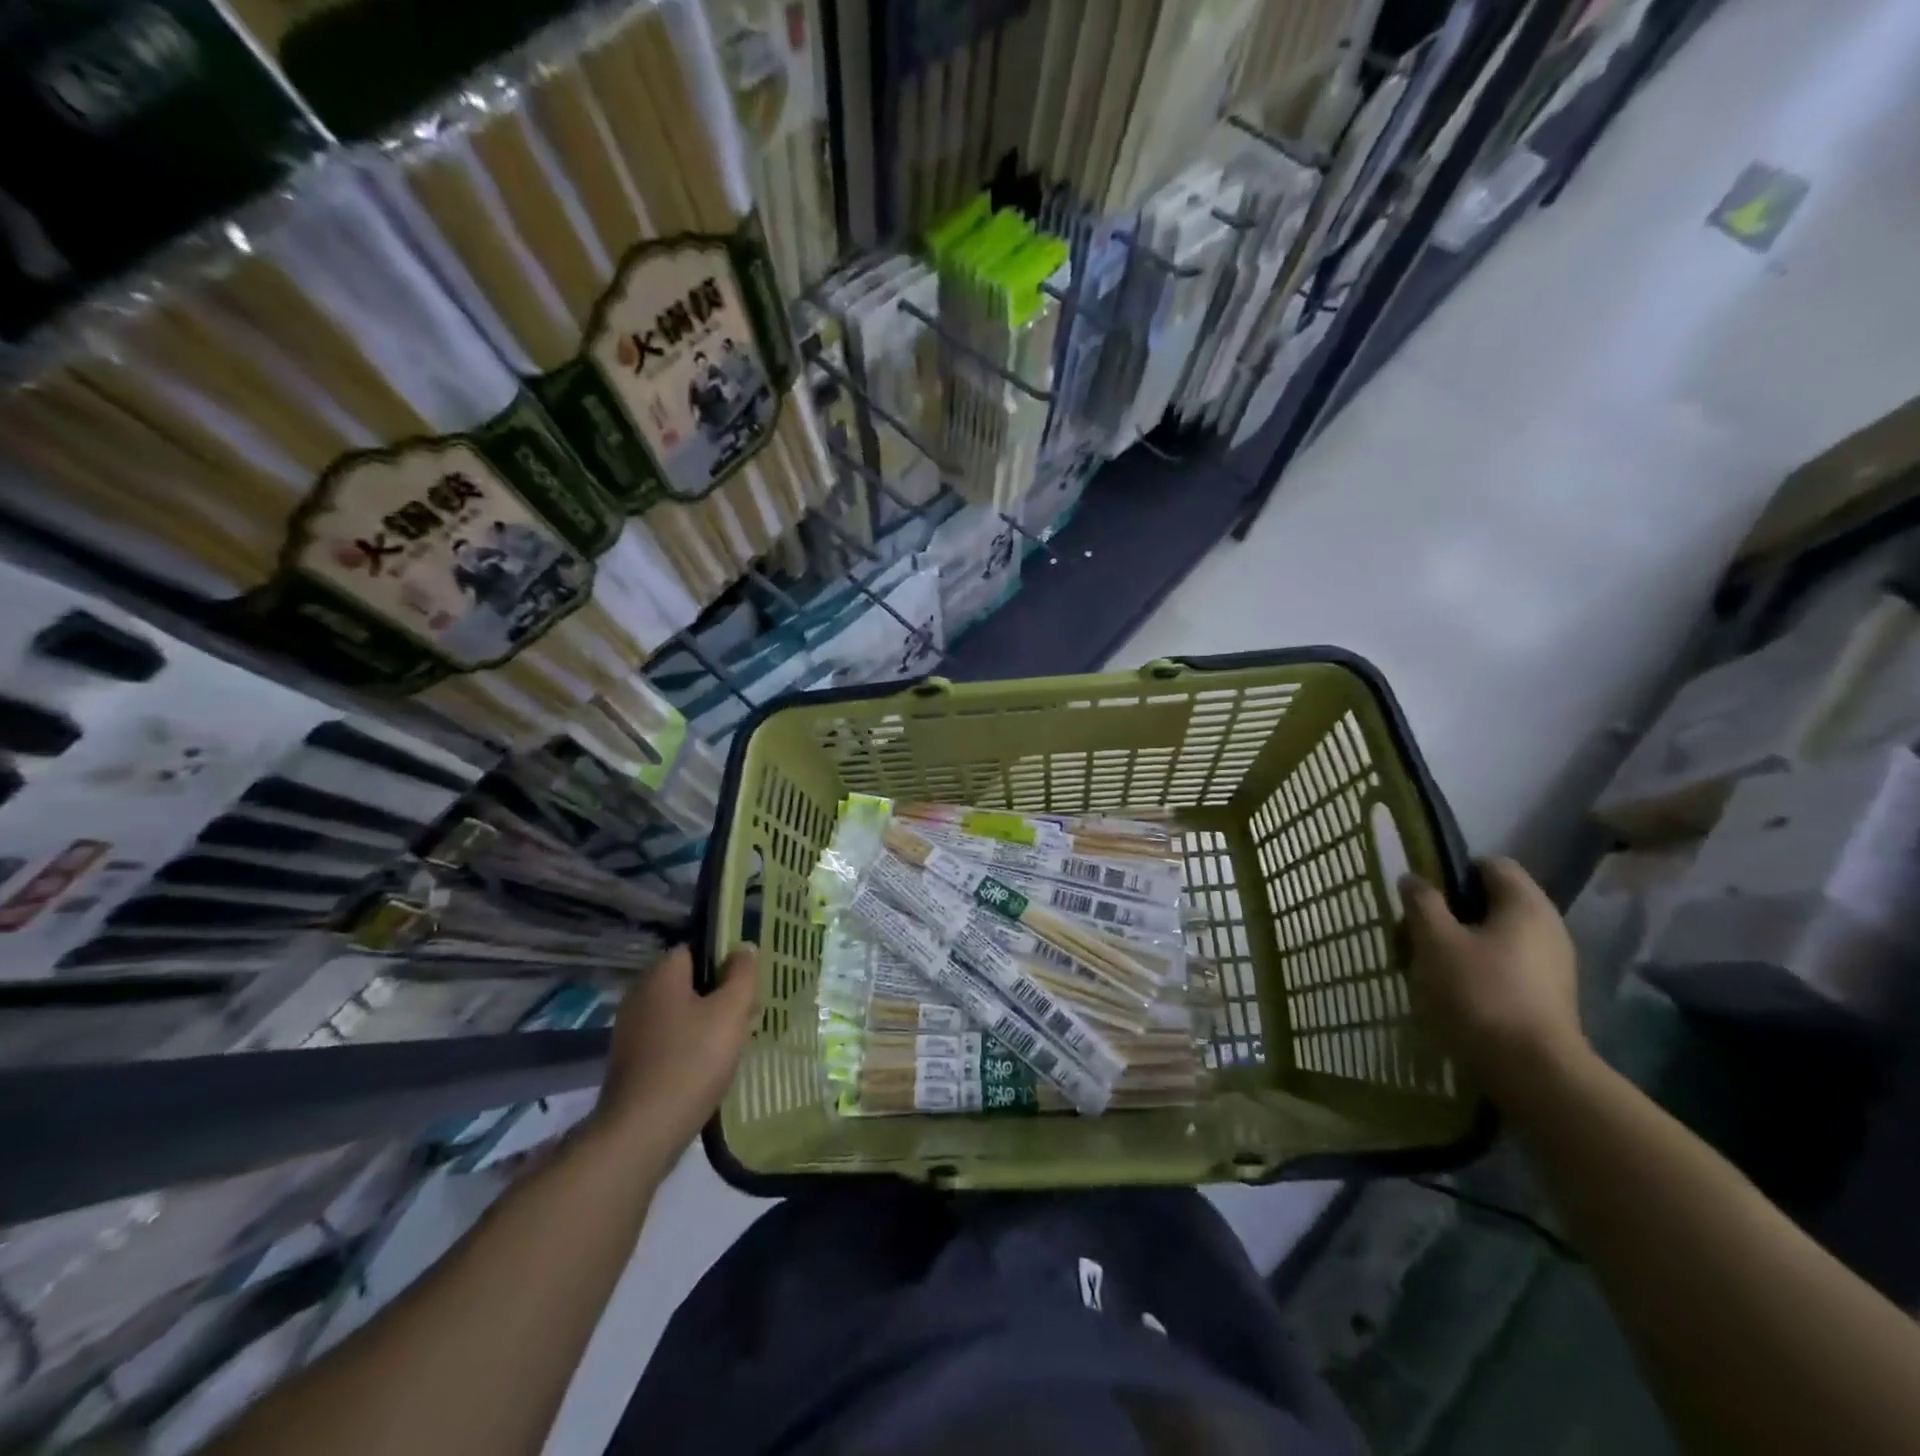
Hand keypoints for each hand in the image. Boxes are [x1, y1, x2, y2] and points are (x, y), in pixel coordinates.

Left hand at [592, 944, 758, 1159]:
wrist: (641, 1133)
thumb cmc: (692, 1061)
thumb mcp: (731, 1011)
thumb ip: (742, 974)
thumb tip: (743, 947)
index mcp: (661, 973)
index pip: (697, 948)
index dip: (726, 960)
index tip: (748, 982)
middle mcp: (640, 994)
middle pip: (689, 981)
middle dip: (719, 994)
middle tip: (747, 1014)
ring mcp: (631, 1030)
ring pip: (680, 1012)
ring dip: (706, 1022)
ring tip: (734, 1043)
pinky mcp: (630, 1061)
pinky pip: (668, 1039)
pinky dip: (689, 1046)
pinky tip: (709, 1066)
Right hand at [1400, 858, 1589, 1106]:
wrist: (1531, 1072)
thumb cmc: (1479, 993)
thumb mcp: (1434, 941)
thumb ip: (1422, 903)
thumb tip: (1413, 879)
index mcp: (1525, 904)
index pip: (1490, 865)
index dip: (1453, 870)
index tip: (1422, 892)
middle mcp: (1548, 927)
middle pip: (1492, 902)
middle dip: (1452, 911)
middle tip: (1417, 929)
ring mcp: (1552, 965)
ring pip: (1496, 937)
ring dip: (1461, 943)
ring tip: (1428, 963)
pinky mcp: (1547, 997)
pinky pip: (1505, 967)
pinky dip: (1478, 970)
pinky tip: (1452, 990)